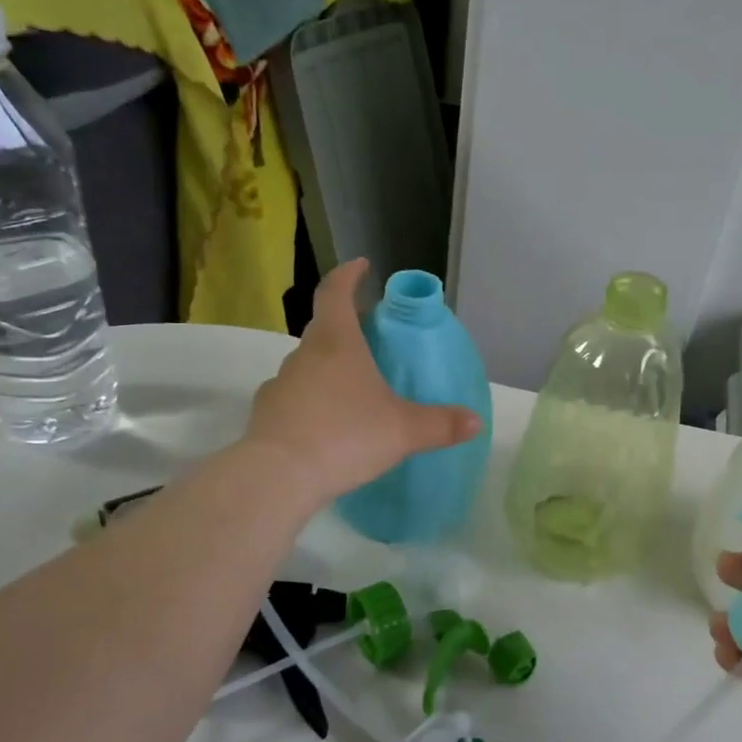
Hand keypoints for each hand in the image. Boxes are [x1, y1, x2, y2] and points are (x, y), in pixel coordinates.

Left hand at [247, 260, 480, 505]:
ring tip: (353, 392)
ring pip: (308, 366)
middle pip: (324, 329)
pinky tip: (327, 427)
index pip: (336, 292)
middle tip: (371, 341)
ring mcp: (280, 384)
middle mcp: (304, 356)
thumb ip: (440, 424)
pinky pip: (294, 399)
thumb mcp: (404, 430)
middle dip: (347, 329)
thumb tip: (475, 421)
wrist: (279, 477)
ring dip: (328, 370)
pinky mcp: (266, 415)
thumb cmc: (346, 436)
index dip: (349, 275)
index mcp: (337, 343)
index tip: (362, 265)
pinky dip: (311, 403)